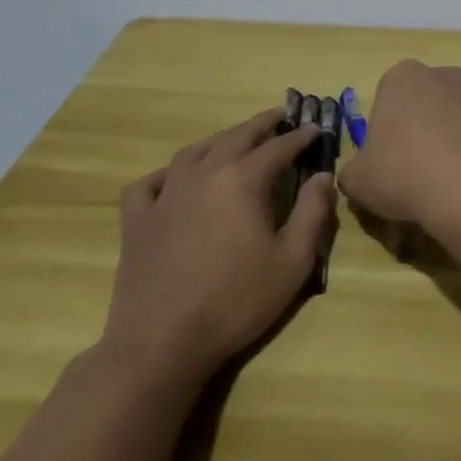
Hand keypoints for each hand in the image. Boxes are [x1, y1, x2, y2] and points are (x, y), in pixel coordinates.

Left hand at [99, 108, 334, 396]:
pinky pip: (150, 183)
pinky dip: (167, 173)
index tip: (315, 129)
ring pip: (194, 152)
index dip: (300, 137)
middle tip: (280, 117)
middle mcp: (203, 175)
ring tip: (235, 139)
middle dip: (262, 124)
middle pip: (236, 137)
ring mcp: (165, 196)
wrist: (161, 344)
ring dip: (220, 139)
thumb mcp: (293, 261)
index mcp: (242, 180)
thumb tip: (323, 176)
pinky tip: (175, 179)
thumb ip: (313, 212)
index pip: (278, 147)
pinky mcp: (136, 221)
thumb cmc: (236, 302)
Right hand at [338, 61, 460, 236]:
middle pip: (427, 104)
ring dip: (453, 142)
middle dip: (422, 131)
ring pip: (459, 119)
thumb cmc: (404, 173)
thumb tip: (360, 176)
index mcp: (403, 77)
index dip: (386, 132)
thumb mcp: (357, 180)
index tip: (387, 161)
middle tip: (415, 173)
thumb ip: (354, 172)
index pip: (388, 98)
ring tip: (448, 185)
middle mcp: (445, 75)